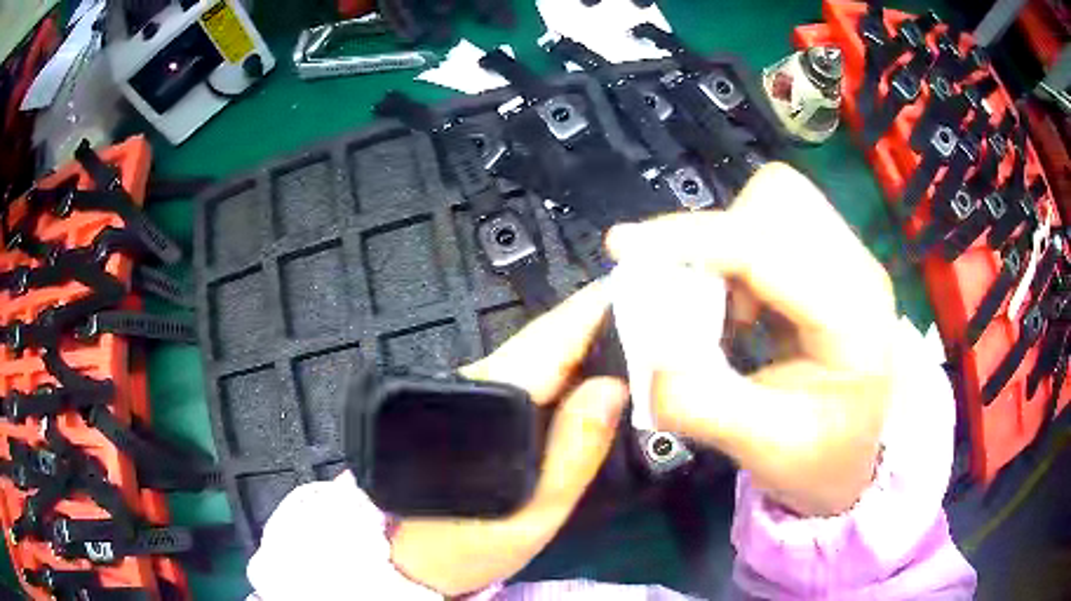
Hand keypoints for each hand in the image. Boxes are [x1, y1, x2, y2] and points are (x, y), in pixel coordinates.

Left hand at [389, 282, 628, 595]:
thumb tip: (612, 387)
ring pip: (540, 354)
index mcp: (493, 399)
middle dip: (600, 318)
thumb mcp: (536, 510)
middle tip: (654, 309)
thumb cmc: (471, 540)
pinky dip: (568, 366)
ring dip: (586, 339)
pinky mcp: (476, 405)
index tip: (641, 289)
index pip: (552, 337)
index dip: (596, 308)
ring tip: (637, 334)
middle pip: (547, 338)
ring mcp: (473, 391)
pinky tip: (595, 369)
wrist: (414, 557)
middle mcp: (478, 381)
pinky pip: (532, 376)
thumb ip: (574, 450)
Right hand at [607, 163, 897, 515]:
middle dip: (714, 234)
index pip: (770, 247)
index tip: (625, 248)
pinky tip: (735, 311)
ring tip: (715, 310)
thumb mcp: (766, 449)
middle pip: (778, 196)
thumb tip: (647, 358)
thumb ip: (705, 405)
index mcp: (854, 315)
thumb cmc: (821, 461)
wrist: (857, 461)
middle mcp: (856, 269)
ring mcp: (845, 259)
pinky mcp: (828, 263)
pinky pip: (769, 227)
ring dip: (724, 245)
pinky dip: (734, 257)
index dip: (694, 241)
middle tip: (680, 290)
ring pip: (771, 202)